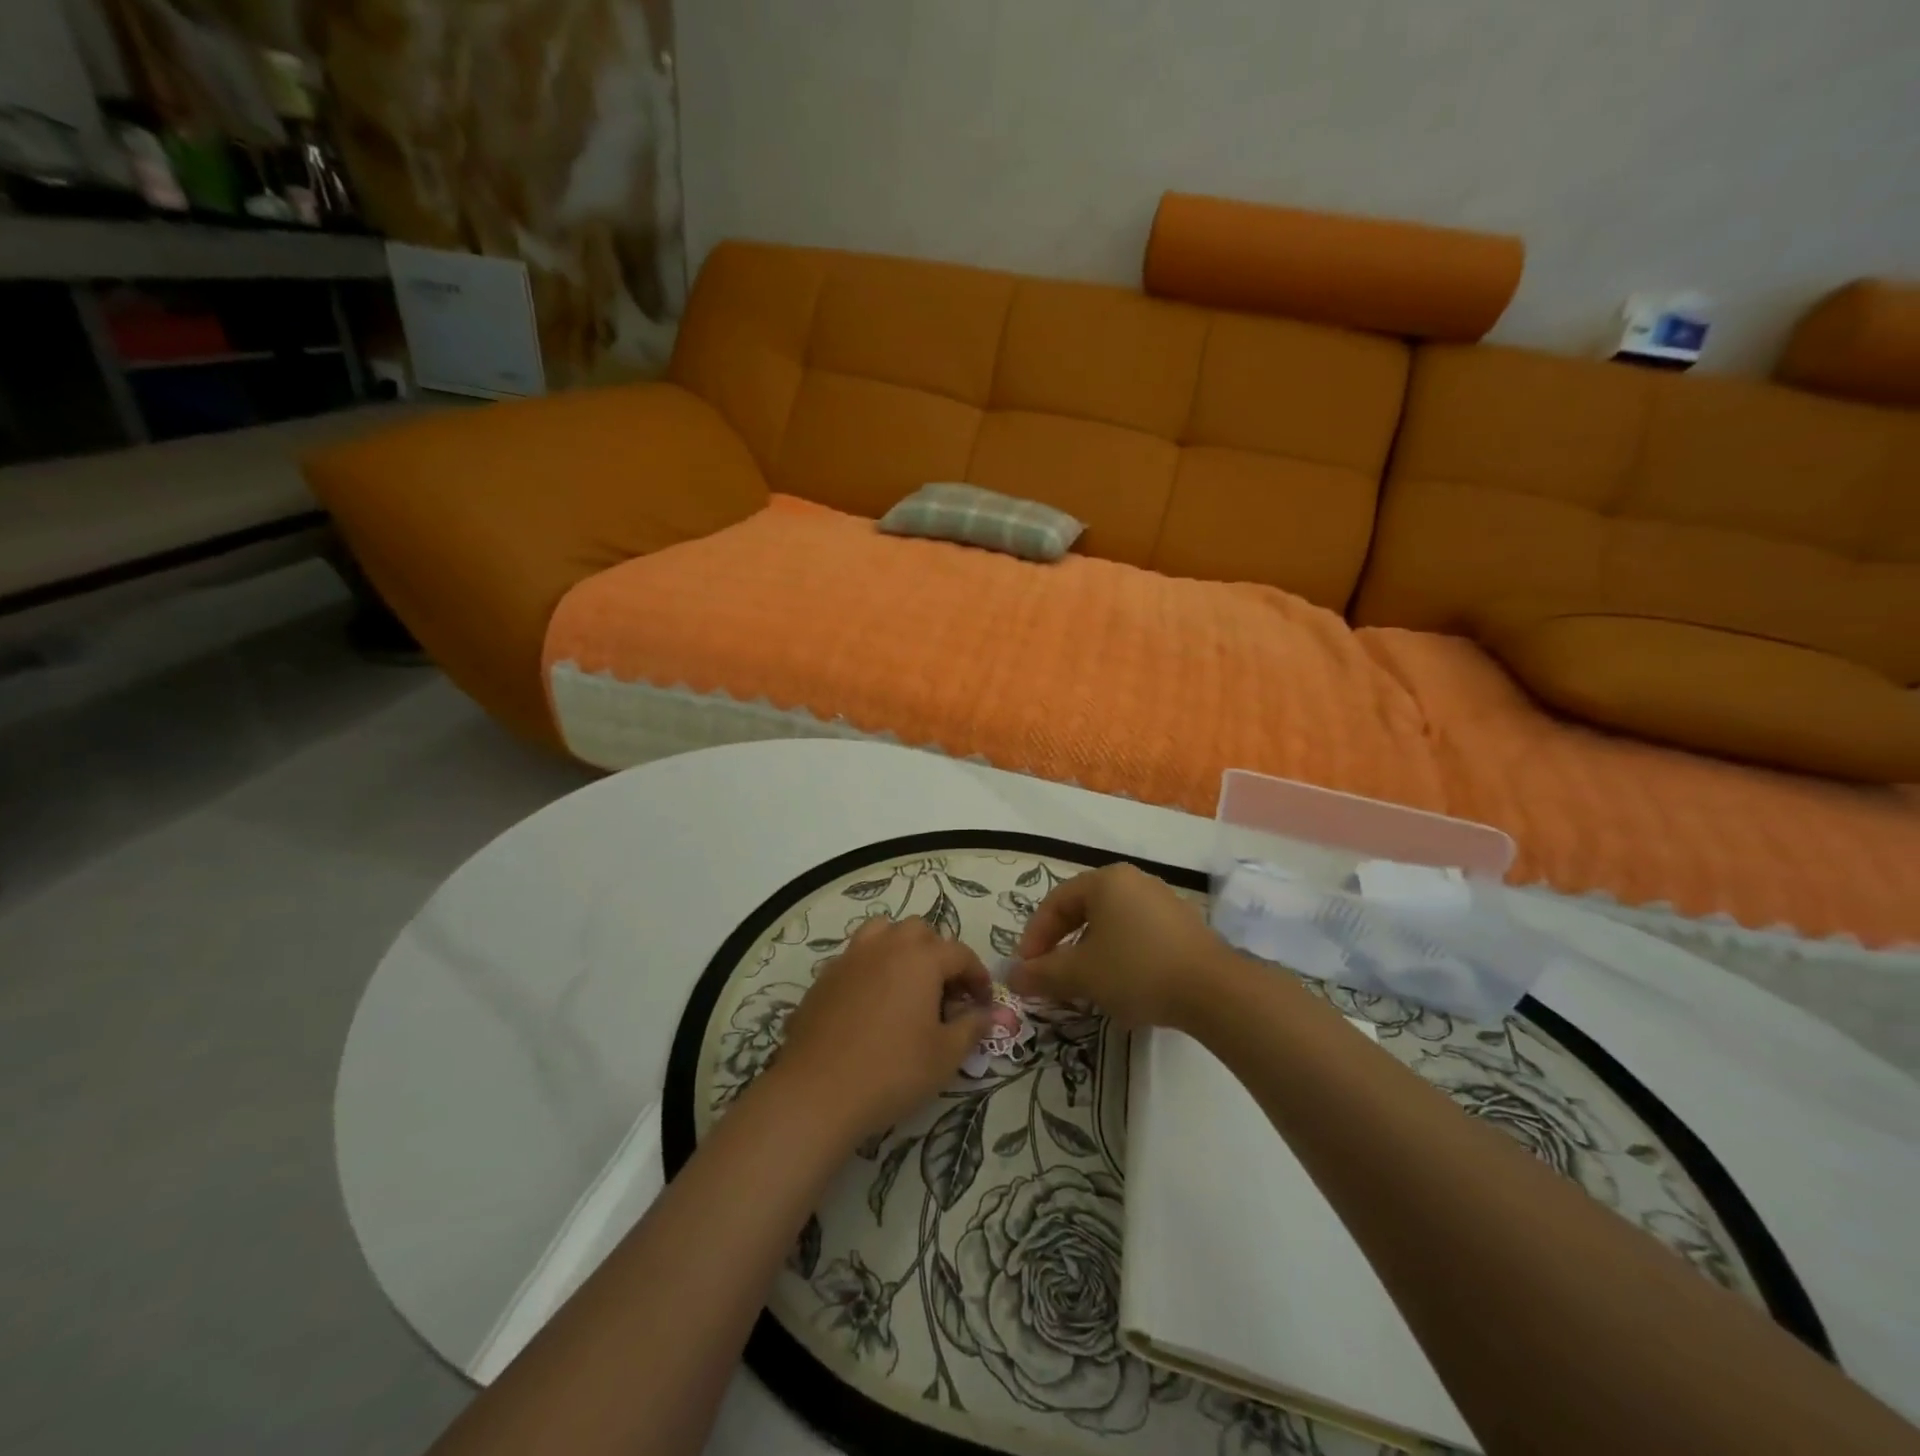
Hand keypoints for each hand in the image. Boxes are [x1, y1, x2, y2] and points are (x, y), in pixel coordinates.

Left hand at [772, 916, 994, 1145]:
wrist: (818, 1091)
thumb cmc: (892, 1070)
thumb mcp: (945, 1055)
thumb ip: (971, 1028)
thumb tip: (986, 1014)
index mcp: (921, 958)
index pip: (960, 953)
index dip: (977, 975)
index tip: (983, 1002)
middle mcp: (885, 946)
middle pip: (920, 932)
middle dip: (938, 954)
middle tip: (945, 992)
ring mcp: (850, 958)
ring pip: (882, 933)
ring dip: (900, 949)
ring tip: (906, 983)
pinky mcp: (824, 977)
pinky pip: (855, 958)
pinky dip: (871, 968)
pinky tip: (871, 1003)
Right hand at [1008, 863, 1228, 1028]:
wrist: (1214, 991)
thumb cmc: (1137, 970)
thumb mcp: (1081, 974)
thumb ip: (1041, 974)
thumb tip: (1011, 977)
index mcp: (1106, 881)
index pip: (1056, 902)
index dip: (1035, 936)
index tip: (1027, 968)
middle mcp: (1135, 881)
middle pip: (1084, 911)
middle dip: (1062, 946)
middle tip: (1051, 976)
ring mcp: (1163, 902)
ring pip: (1112, 926)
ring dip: (1091, 955)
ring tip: (1085, 987)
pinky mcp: (1184, 927)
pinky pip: (1138, 936)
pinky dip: (1121, 958)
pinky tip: (1123, 988)